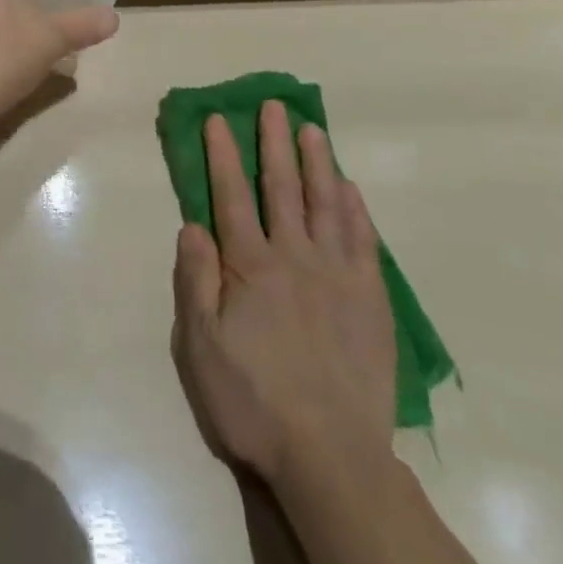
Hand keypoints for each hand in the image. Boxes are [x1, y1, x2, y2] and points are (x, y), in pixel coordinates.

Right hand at [172, 102, 397, 484]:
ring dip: (316, 162)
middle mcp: (294, 257)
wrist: (332, 459)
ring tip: (311, 128)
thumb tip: (192, 224)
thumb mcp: (201, 347)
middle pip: (282, 187)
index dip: (223, 154)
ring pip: (325, 204)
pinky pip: (363, 242)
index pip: (231, 195)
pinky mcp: (371, 301)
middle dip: (274, 142)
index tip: (219, 118)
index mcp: (250, 266)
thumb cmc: (254, 402)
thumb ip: (196, 281)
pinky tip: (350, 189)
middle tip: (273, 104)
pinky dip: (356, 210)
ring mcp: (337, 276)